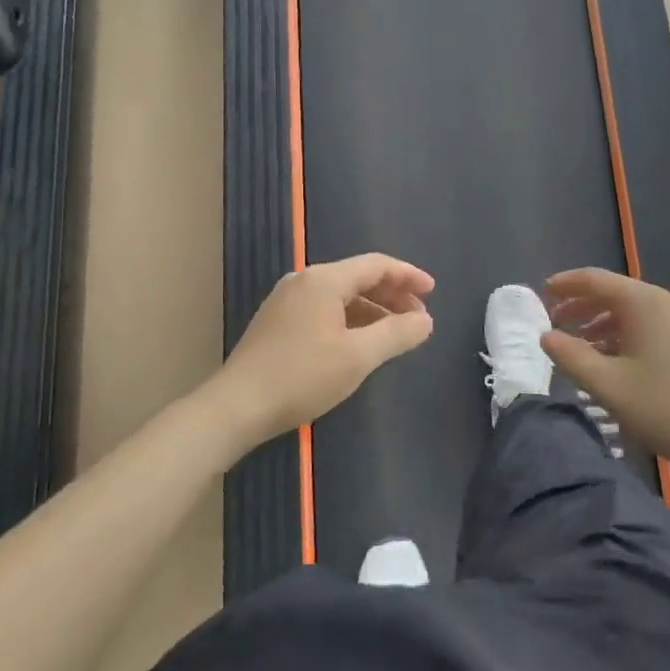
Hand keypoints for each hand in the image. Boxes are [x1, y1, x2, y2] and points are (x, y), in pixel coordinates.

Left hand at [213, 254, 434, 448]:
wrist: (237, 405)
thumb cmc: (301, 376)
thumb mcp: (357, 357)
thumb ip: (396, 334)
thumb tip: (425, 320)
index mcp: (324, 279)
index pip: (375, 265)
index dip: (407, 276)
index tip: (432, 292)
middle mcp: (304, 280)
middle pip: (357, 277)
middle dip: (392, 295)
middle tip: (418, 318)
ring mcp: (286, 300)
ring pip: (340, 295)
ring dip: (371, 309)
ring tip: (394, 333)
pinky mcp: (277, 321)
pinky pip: (323, 309)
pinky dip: (349, 319)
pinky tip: (359, 342)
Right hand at [541, 269, 669, 492]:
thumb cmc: (666, 408)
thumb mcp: (608, 386)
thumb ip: (571, 357)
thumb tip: (546, 336)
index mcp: (644, 302)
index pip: (596, 280)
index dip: (566, 284)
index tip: (542, 293)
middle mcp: (667, 301)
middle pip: (616, 293)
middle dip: (583, 306)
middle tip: (556, 323)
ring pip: (635, 311)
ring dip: (604, 323)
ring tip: (582, 347)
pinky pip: (653, 324)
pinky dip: (628, 333)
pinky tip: (618, 360)